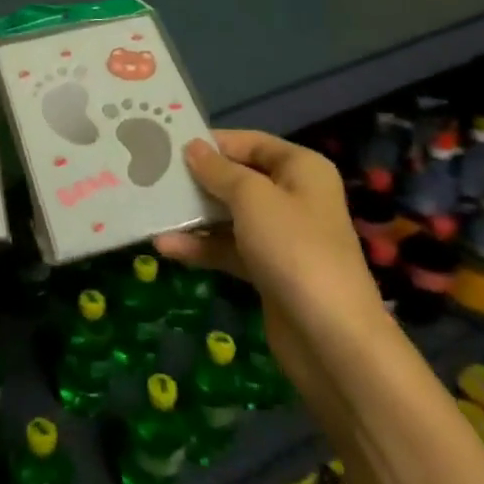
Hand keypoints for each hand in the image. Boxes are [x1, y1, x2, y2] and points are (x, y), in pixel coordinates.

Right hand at [154, 131, 385, 393]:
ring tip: (153, 212)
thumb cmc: (294, 249)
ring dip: (193, 216)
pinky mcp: (268, 270)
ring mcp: (281, 237)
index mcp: (301, 169)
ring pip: (229, 215)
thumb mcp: (252, 198)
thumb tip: (192, 148)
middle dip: (197, 180)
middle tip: (152, 176)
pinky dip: (201, 247)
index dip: (212, 143)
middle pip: (237, 178)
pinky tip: (167, 247)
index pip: (250, 143)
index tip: (168, 145)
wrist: (332, 340)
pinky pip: (229, 248)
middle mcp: (293, 197)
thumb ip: (218, 170)